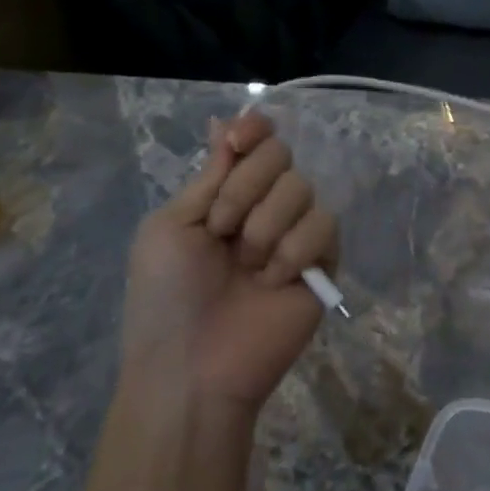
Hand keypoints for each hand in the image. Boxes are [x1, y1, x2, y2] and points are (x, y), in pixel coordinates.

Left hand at [119, 113, 338, 414]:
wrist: (192, 367)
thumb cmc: (165, 298)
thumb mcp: (170, 227)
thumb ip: (211, 177)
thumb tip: (227, 122)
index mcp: (224, 196)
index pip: (255, 141)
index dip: (254, 130)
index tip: (240, 142)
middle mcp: (263, 207)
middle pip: (281, 155)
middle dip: (246, 187)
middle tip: (222, 230)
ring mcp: (295, 233)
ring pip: (302, 188)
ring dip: (265, 225)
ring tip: (247, 267)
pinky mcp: (323, 262)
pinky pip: (324, 226)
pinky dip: (294, 250)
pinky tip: (273, 282)